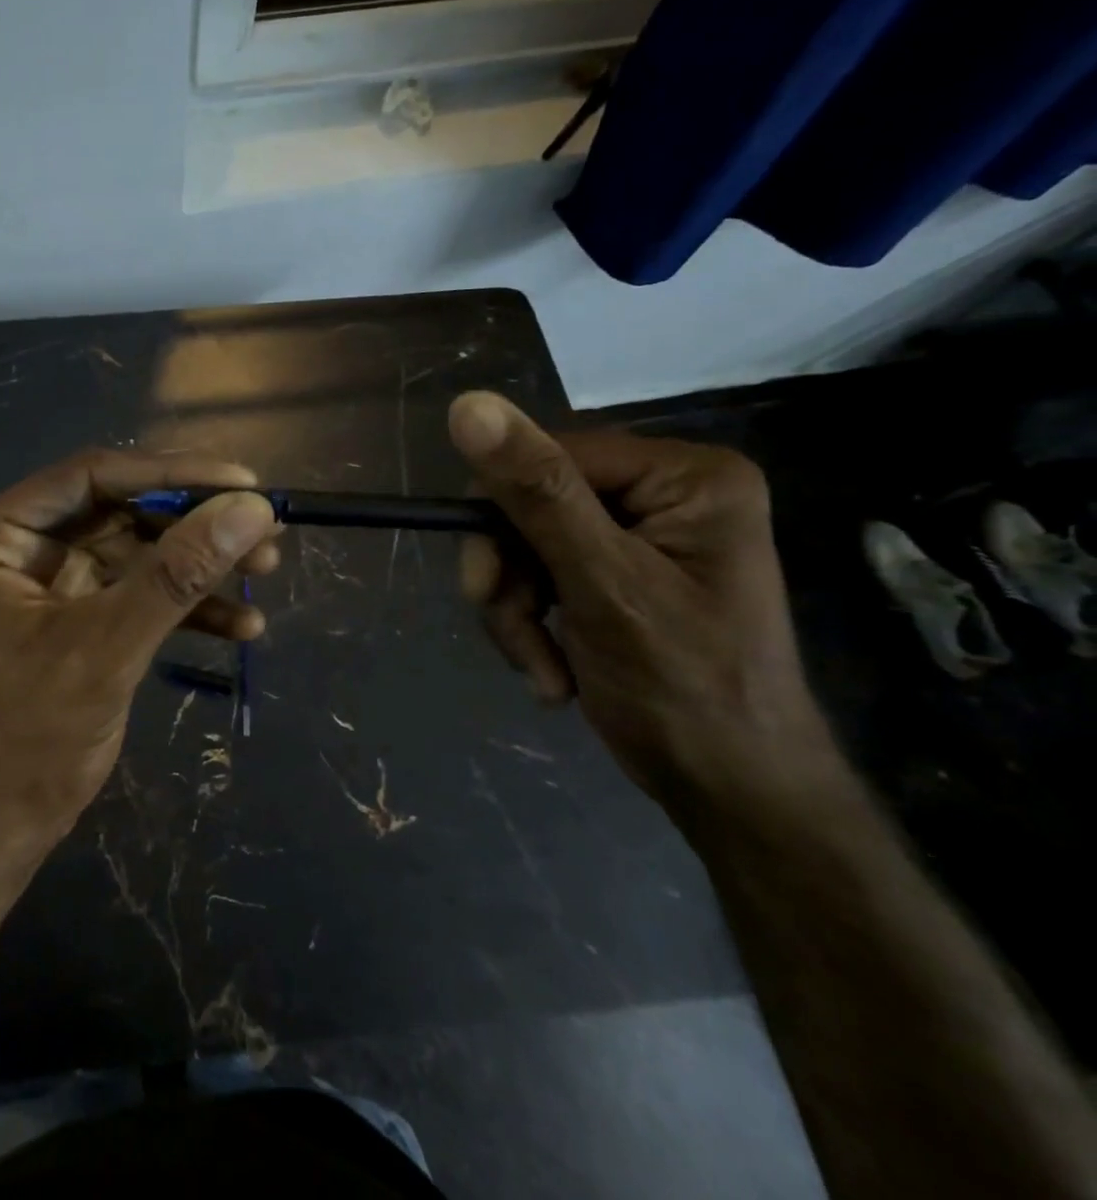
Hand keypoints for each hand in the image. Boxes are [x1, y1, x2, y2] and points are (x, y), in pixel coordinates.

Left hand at [0, 450, 279, 855]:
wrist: (1, 828)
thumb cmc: (31, 738)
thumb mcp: (107, 648)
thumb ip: (178, 574)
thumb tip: (253, 508)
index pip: (90, 477)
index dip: (170, 473)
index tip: (242, 481)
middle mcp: (17, 546)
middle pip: (119, 510)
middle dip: (193, 524)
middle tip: (264, 528)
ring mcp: (48, 582)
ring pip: (137, 550)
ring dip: (200, 564)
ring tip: (267, 567)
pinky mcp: (77, 616)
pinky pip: (137, 592)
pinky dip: (186, 605)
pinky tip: (242, 624)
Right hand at [447, 392, 837, 816]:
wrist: (732, 794)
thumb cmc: (685, 690)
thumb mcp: (602, 585)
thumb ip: (537, 494)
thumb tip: (467, 405)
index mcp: (686, 475)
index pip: (550, 457)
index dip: (501, 516)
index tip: (485, 586)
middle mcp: (666, 491)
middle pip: (531, 502)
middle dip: (510, 575)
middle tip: (511, 630)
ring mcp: (641, 533)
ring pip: (525, 543)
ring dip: (515, 608)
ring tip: (540, 669)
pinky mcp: (617, 571)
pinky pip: (539, 573)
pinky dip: (530, 623)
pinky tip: (553, 671)